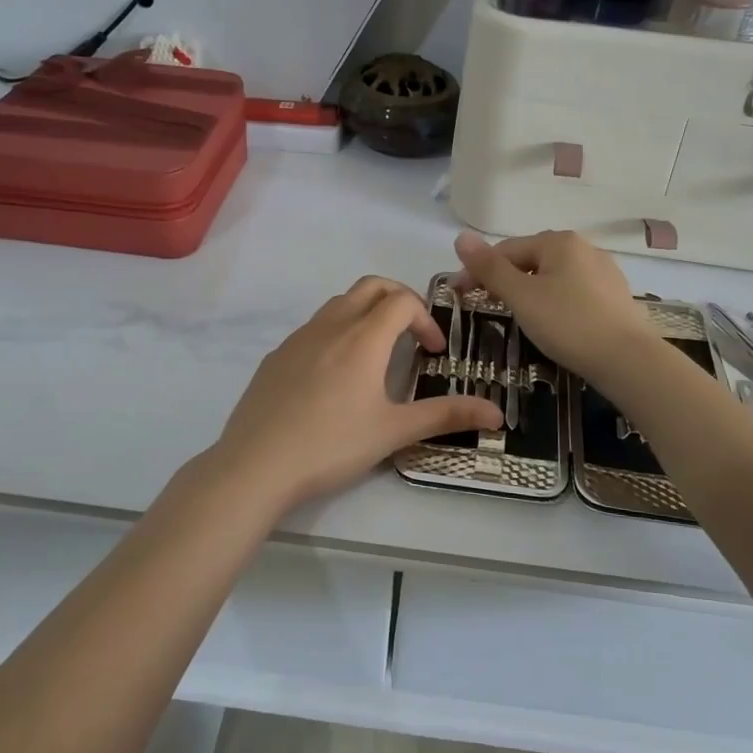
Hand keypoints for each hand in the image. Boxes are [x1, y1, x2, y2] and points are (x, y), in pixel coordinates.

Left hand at [205, 276, 502, 517]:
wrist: (256, 465)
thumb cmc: (331, 446)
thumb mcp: (393, 432)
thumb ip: (445, 416)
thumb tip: (497, 412)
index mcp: (362, 338)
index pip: (402, 301)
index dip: (426, 319)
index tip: (433, 353)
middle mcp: (330, 326)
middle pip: (370, 287)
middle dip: (398, 299)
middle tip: (411, 334)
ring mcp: (298, 338)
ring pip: (339, 303)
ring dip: (365, 313)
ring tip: (376, 353)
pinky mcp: (276, 356)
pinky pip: (313, 328)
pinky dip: (336, 333)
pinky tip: (334, 377)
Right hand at [453, 230, 659, 386]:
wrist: (628, 361)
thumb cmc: (568, 324)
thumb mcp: (521, 297)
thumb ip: (490, 268)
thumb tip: (461, 237)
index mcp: (559, 241)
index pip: (506, 250)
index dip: (478, 270)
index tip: (460, 295)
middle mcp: (584, 247)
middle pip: (531, 259)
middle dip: (505, 279)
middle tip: (487, 306)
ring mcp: (604, 271)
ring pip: (553, 276)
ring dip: (530, 290)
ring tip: (518, 315)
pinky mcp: (615, 295)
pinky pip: (574, 291)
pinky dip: (555, 301)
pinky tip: (554, 322)